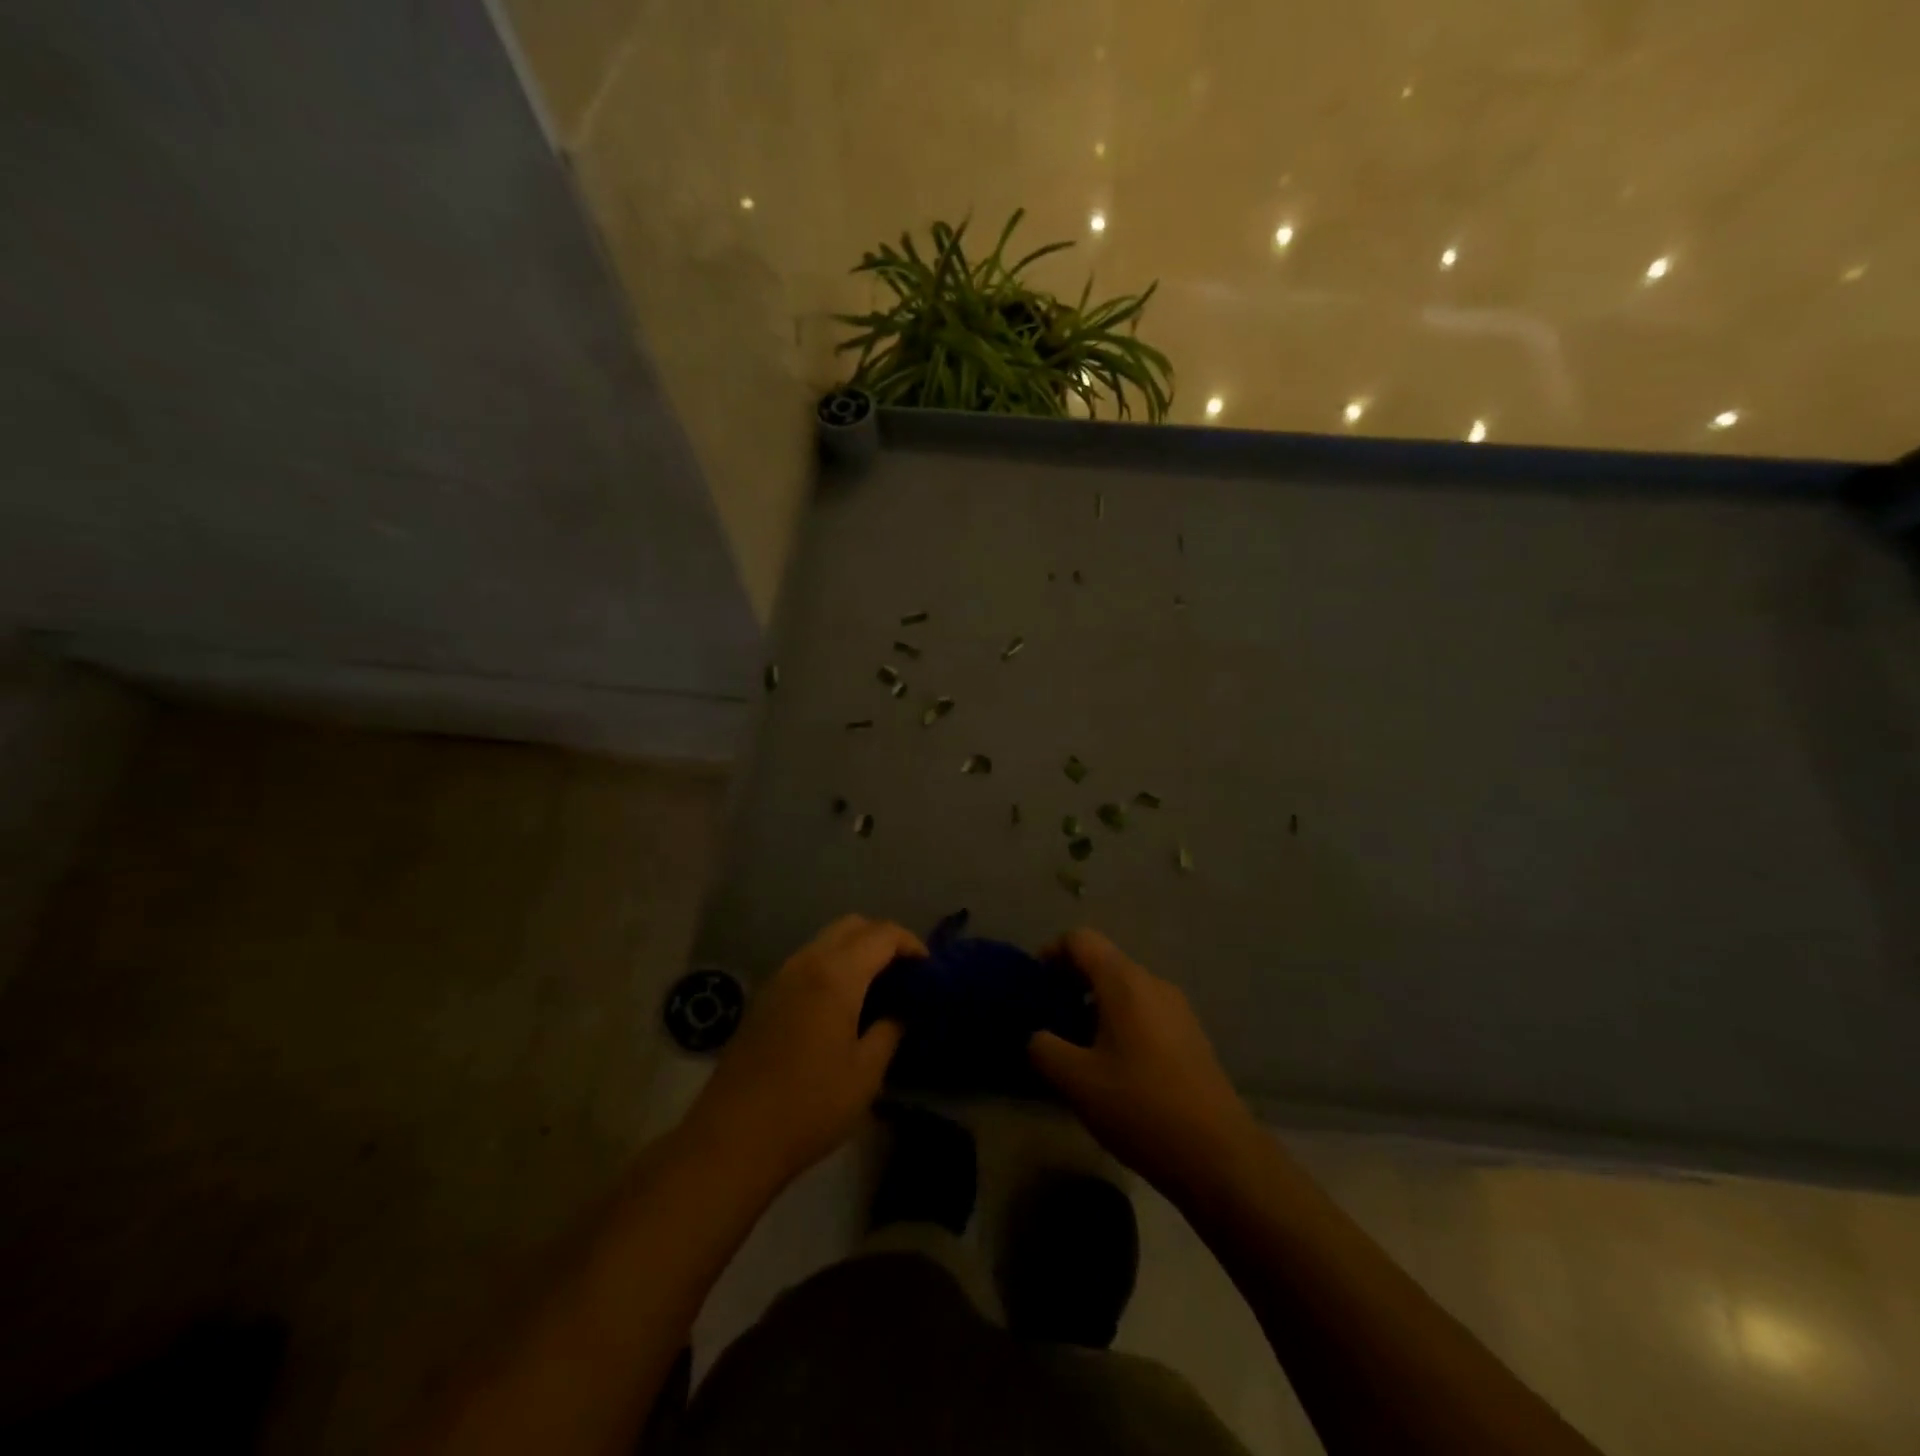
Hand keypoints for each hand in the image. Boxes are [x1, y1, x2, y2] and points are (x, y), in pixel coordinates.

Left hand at [685, 915, 922, 1188]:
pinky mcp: (765, 996)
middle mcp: (806, 962)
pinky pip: (807, 960)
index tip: (928, 969)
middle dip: (883, 938)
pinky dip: (833, 964)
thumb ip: (890, 1030)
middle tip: (903, 972)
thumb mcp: (866, 1074)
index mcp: (836, 975)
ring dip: (855, 950)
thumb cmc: (809, 1105)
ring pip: (826, 940)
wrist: (733, 1137)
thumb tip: (901, 1010)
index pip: (882, 934)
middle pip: (852, 925)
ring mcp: (780, 976)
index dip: (910, 943)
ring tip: (876, 987)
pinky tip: (841, 1003)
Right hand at [1029, 928, 1260, 1198]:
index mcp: (1125, 982)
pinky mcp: (1191, 1036)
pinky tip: (1113, 1066)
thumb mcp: (1076, 1081)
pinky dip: (1120, 1023)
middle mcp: (1154, 983)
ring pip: (1125, 989)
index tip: (1034, 985)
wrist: (1220, 1156)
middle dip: (1071, 982)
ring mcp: (1178, 1009)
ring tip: (1077, 1047)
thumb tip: (1039, 1035)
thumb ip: (1044, 1048)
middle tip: (1049, 1019)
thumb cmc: (1141, 1108)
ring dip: (1095, 1006)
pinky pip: (1145, 1012)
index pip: (1080, 940)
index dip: (1051, 952)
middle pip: (1104, 962)